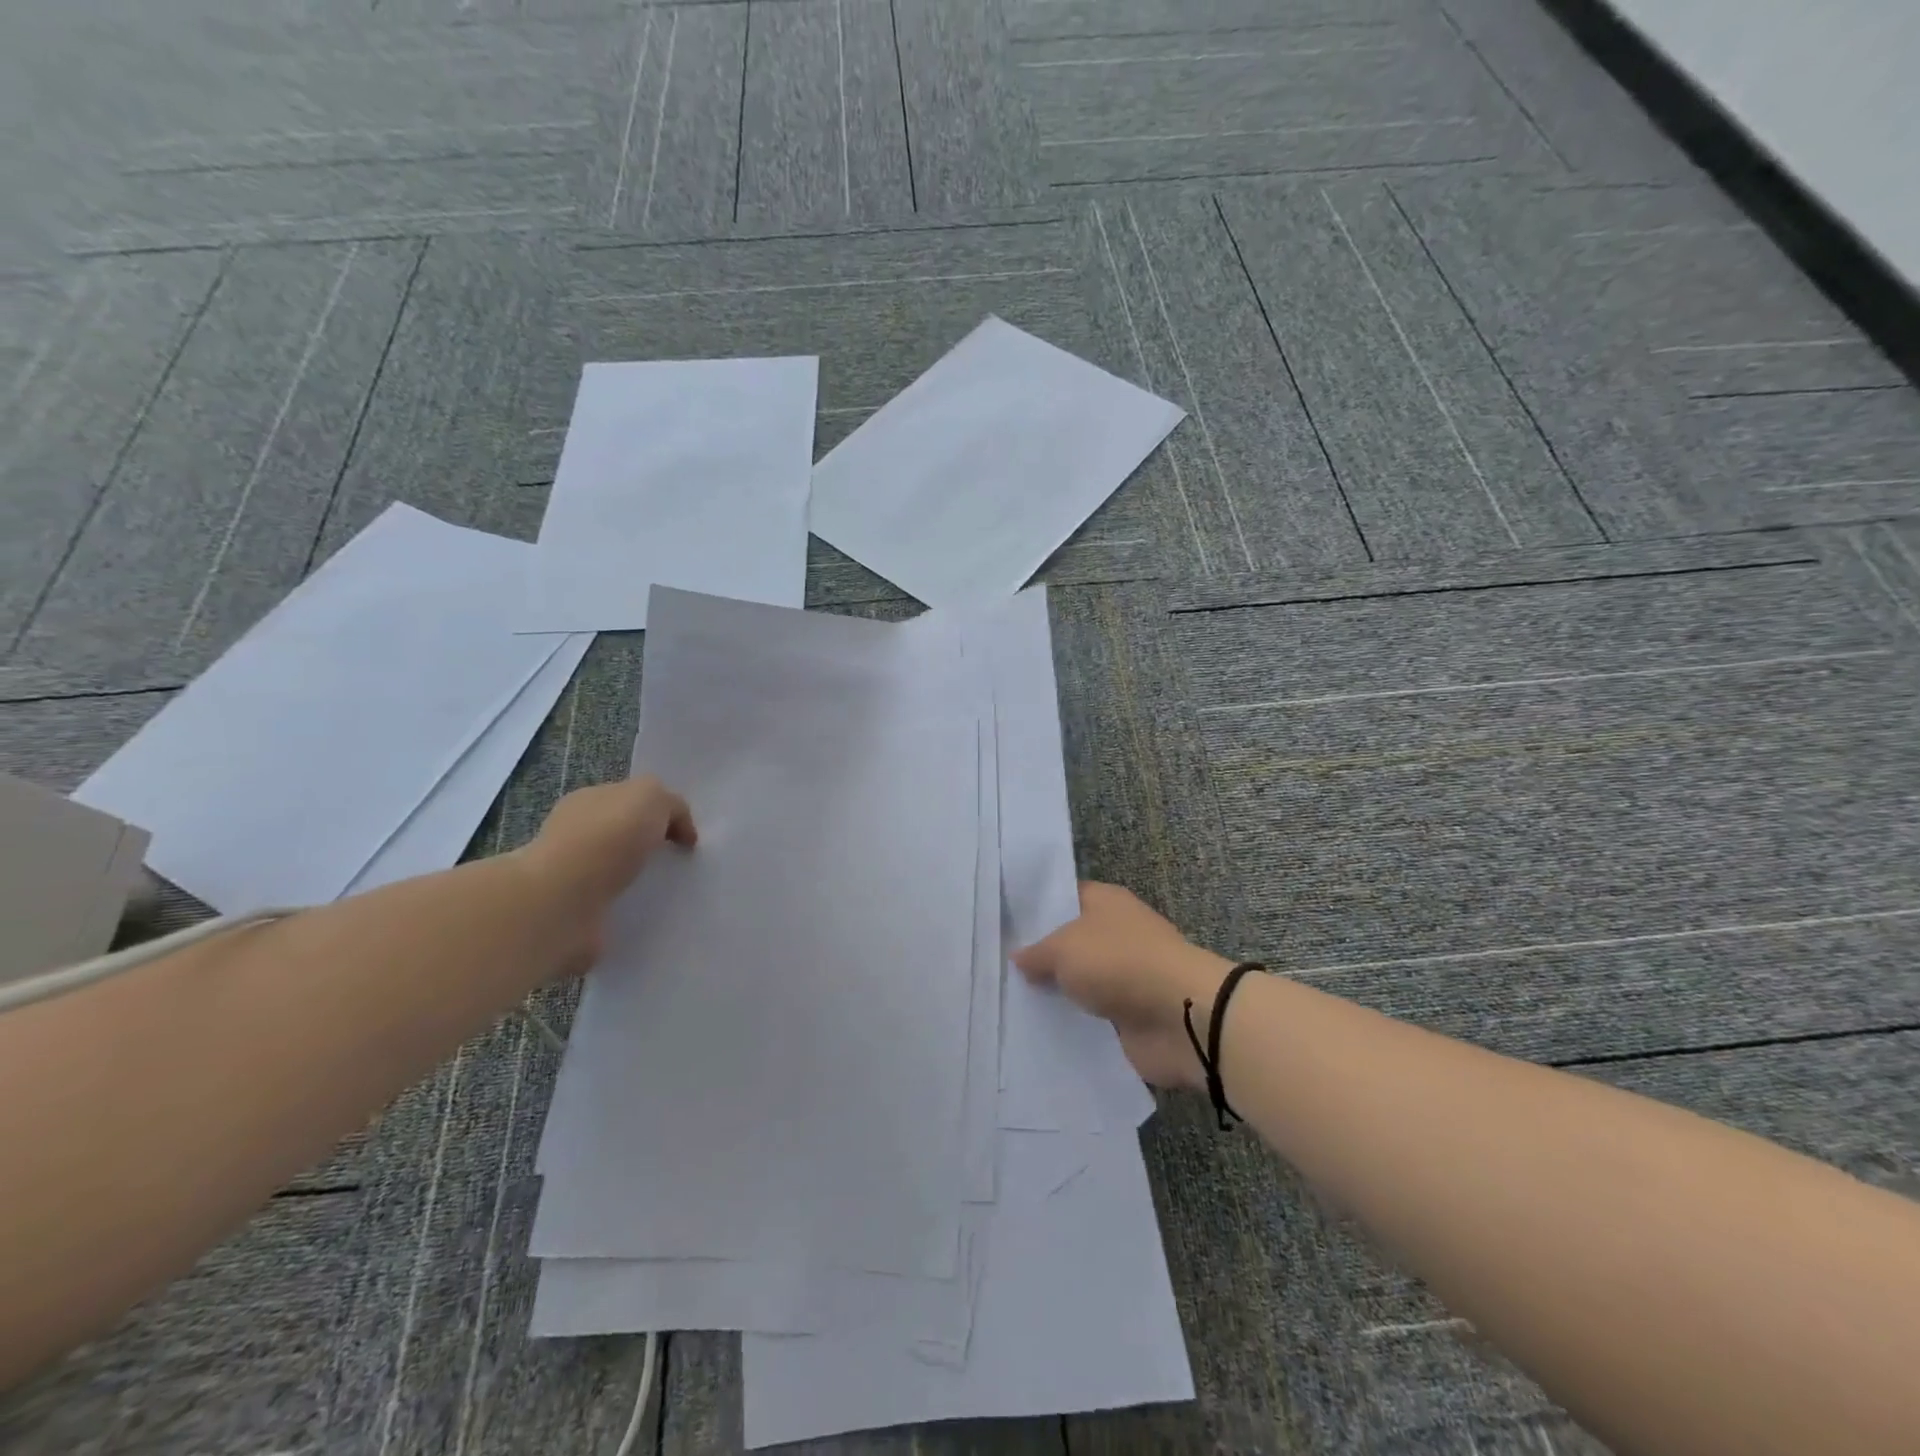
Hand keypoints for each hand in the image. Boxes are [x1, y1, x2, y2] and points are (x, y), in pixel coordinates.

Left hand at [514, 777, 695, 962]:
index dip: (658, 813)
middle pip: (621, 836)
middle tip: (680, 863)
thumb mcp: (651, 796)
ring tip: (671, 893)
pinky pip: (611, 909)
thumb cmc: (607, 837)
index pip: (627, 800)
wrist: (562, 901)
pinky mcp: (574, 915)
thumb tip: (679, 830)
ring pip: (616, 875)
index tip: (684, 836)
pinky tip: (650, 915)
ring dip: (639, 882)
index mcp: (588, 801)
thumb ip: (671, 804)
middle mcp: (574, 835)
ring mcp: (570, 877)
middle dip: (648, 848)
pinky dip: (629, 912)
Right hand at [1013, 882, 1233, 1090]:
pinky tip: (1038, 1030)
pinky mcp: (1130, 1014)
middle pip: (1070, 941)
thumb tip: (1018, 956)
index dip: (1035, 910)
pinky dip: (1073, 1023)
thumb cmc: (1119, 962)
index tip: (1002, 925)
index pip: (1063, 897)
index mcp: (1106, 902)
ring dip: (1057, 993)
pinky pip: (1092, 1016)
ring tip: (1008, 1001)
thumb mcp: (1064, 948)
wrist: (1181, 1016)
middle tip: (996, 967)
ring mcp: (1126, 975)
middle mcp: (1117, 933)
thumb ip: (1037, 952)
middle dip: (1040, 956)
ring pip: (1081, 981)